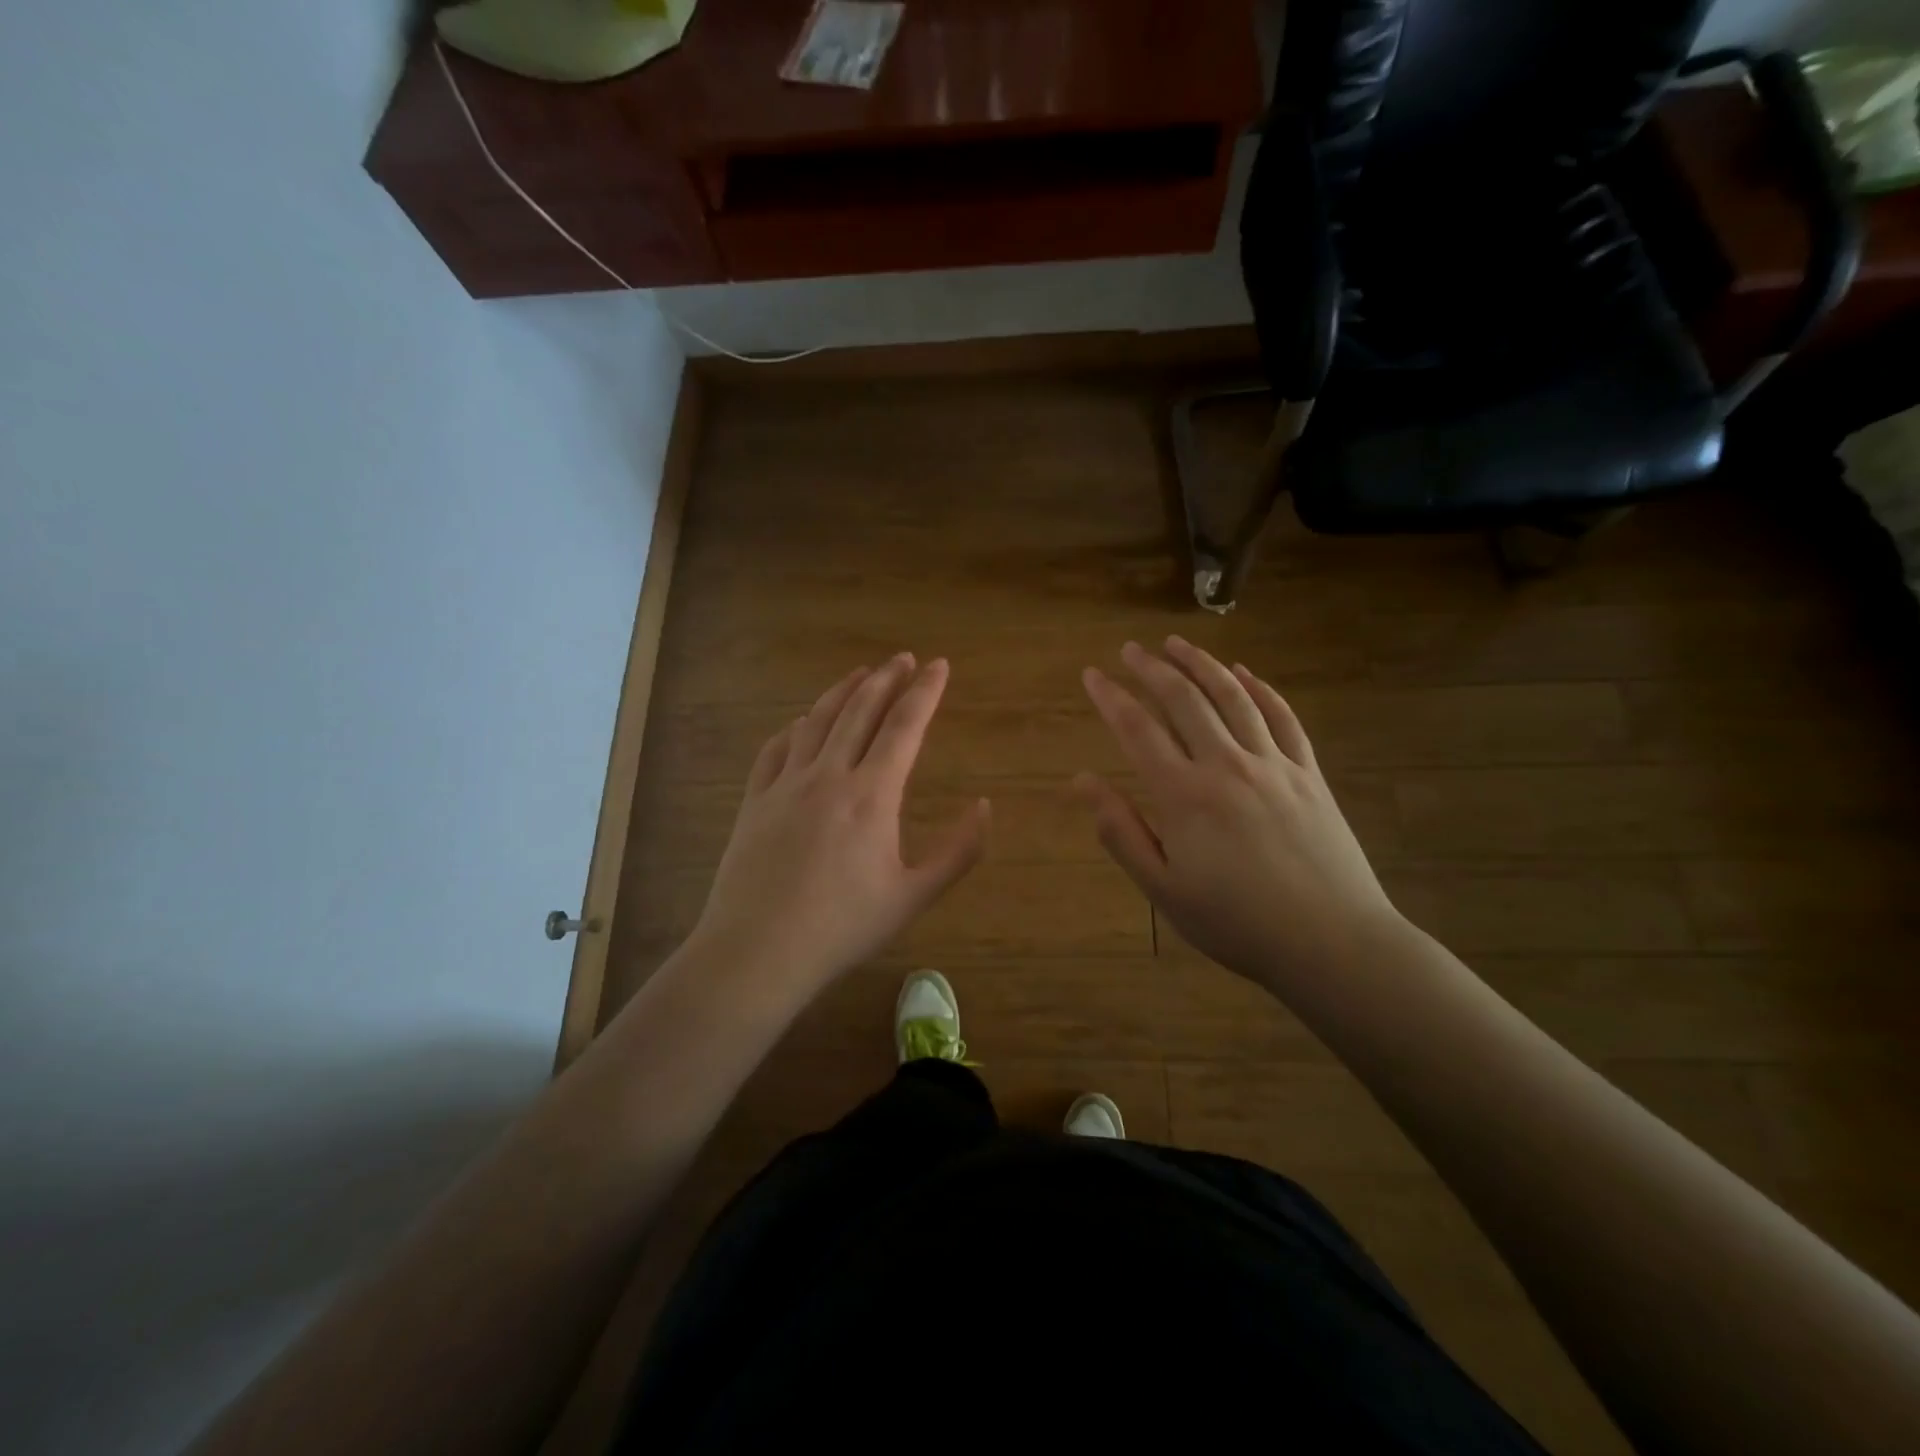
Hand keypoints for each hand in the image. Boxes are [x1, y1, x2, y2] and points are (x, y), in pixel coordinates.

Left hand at [691, 653, 989, 997]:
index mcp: (872, 795)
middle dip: (886, 679)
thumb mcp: (913, 896)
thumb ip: (958, 852)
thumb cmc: (843, 928)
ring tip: (861, 673)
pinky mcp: (755, 799)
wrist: (758, 951)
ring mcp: (786, 784)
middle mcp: (829, 775)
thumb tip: (986, 807)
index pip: (904, 726)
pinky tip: (803, 722)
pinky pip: (776, 748)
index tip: (939, 665)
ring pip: (818, 720)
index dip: (925, 691)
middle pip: (860, 710)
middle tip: (903, 658)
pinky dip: (796, 727)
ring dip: (843, 691)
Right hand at [1077, 637, 1401, 989]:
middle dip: (1152, 668)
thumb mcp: (1163, 888)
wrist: (1331, 943)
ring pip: (1232, 697)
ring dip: (1201, 664)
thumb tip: (1082, 781)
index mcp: (1184, 795)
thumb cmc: (1236, 923)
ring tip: (1177, 643)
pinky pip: (1282, 717)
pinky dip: (1259, 689)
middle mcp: (1226, 765)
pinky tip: (1242, 673)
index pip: (1138, 730)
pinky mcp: (1308, 773)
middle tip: (1130, 649)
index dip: (1111, 697)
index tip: (1092, 675)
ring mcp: (1274, 764)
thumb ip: (1121, 830)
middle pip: (1184, 700)